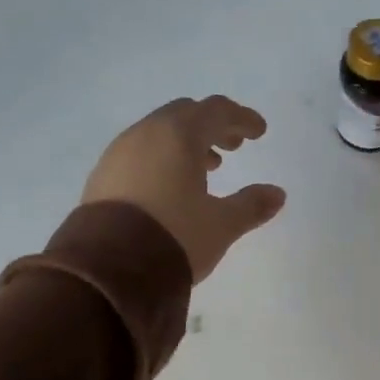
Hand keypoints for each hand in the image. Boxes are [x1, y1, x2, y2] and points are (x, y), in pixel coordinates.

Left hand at [83, 96, 286, 282]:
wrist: (109, 269)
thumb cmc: (174, 236)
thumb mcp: (221, 224)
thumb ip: (251, 205)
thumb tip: (277, 194)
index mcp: (179, 135)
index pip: (216, 111)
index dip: (241, 118)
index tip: (259, 132)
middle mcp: (145, 134)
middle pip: (185, 114)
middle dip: (212, 126)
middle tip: (233, 147)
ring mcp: (118, 153)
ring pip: (159, 133)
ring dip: (186, 143)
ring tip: (207, 169)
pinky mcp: (102, 176)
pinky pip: (139, 153)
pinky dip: (162, 158)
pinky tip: (170, 186)